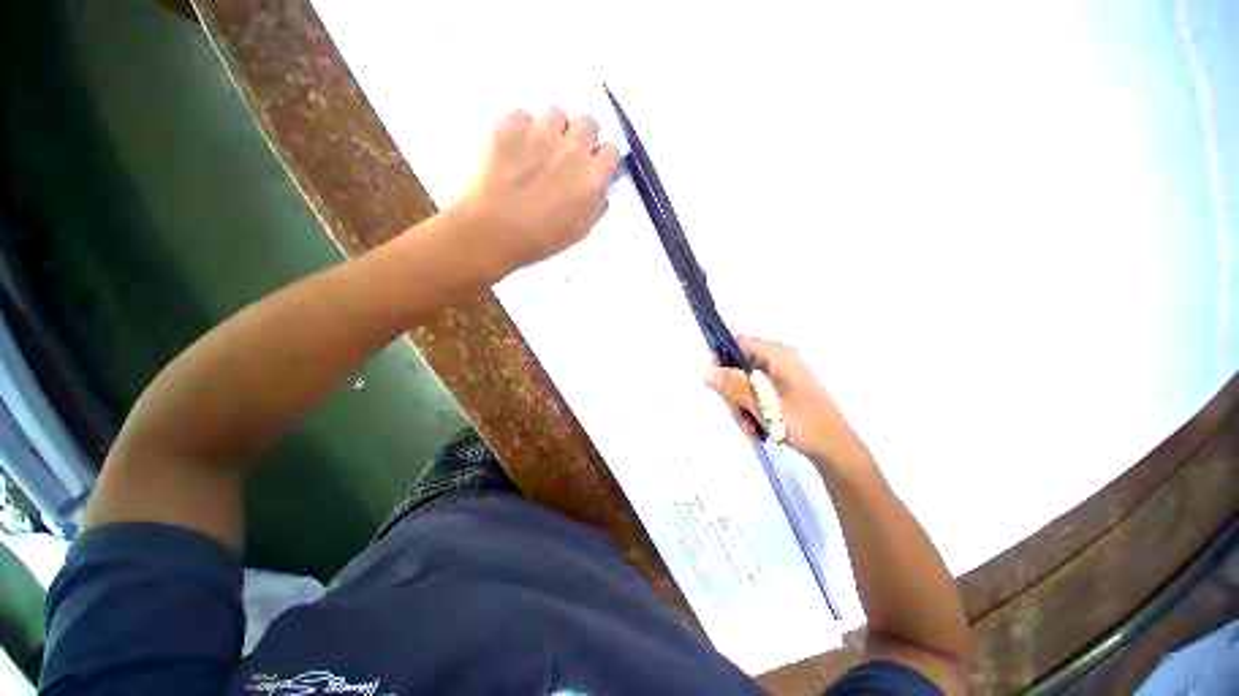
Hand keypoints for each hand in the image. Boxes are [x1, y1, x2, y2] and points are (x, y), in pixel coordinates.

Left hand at [453, 108, 619, 277]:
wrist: (492, 232)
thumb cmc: (538, 239)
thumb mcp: (580, 230)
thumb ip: (595, 202)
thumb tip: (598, 186)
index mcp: (592, 178)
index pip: (611, 150)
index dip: (600, 159)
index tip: (592, 166)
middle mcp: (572, 149)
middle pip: (588, 123)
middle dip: (580, 138)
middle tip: (565, 158)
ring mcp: (541, 133)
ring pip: (556, 115)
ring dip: (552, 131)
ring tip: (538, 153)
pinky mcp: (511, 125)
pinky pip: (523, 116)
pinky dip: (521, 130)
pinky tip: (514, 152)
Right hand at [704, 336, 873, 473]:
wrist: (835, 449)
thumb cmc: (804, 424)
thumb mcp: (764, 405)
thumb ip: (734, 386)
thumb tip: (707, 372)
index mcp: (778, 355)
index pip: (739, 344)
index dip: (723, 359)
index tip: (717, 383)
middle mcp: (779, 361)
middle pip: (740, 366)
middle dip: (734, 392)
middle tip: (739, 416)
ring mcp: (781, 376)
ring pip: (745, 383)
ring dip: (742, 405)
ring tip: (750, 428)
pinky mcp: (782, 390)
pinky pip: (756, 393)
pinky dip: (752, 409)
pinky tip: (756, 428)